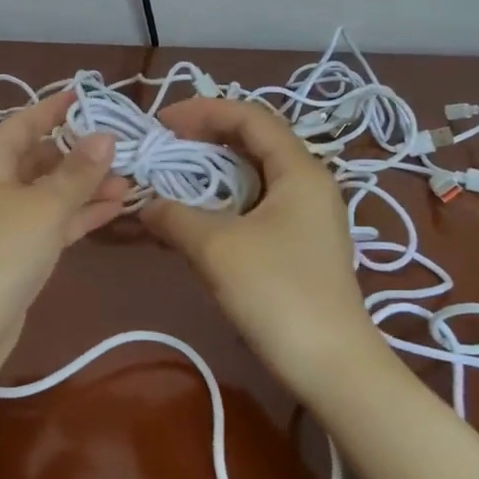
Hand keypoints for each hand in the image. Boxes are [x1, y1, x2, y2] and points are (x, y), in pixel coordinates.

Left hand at [0, 90, 131, 384]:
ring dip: (87, 186)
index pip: (26, 122)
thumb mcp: (45, 205)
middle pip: (41, 157)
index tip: (88, 95)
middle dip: (81, 152)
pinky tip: (117, 207)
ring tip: (131, 179)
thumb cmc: (1, 251)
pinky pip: (54, 221)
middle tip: (125, 147)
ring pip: (52, 192)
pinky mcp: (18, 252)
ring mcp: (6, 220)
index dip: (56, 107)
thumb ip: (78, 171)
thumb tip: (106, 136)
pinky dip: (81, 214)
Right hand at [140, 97, 380, 393]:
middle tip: (165, 146)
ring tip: (175, 176)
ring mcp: (308, 216)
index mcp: (299, 170)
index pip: (250, 117)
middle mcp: (309, 183)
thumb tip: (145, 203)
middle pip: (255, 141)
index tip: (162, 123)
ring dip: (213, 170)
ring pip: (254, 174)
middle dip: (206, 137)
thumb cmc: (277, 294)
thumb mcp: (216, 248)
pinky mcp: (301, 244)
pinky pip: (257, 203)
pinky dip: (224, 199)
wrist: (333, 367)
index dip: (204, 111)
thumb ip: (175, 215)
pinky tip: (198, 216)